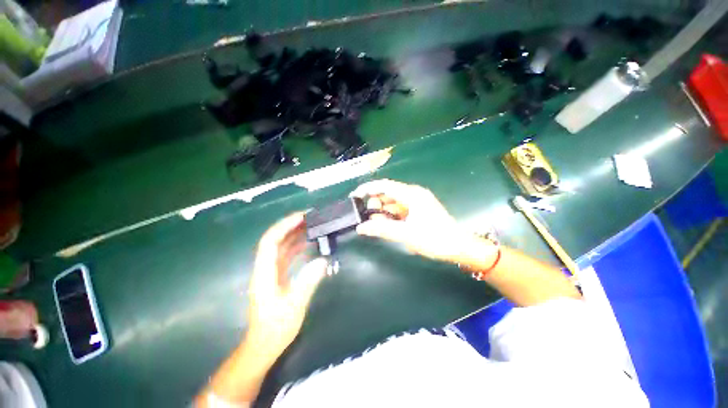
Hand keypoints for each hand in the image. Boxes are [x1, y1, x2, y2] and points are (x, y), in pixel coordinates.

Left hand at [246, 213, 326, 362]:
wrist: (263, 346)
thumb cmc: (275, 328)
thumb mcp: (294, 306)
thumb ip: (307, 282)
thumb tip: (322, 261)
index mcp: (265, 273)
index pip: (270, 242)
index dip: (284, 226)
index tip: (301, 217)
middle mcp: (265, 268)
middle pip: (275, 240)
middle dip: (290, 226)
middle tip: (310, 218)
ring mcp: (271, 272)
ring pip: (281, 247)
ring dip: (294, 235)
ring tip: (311, 226)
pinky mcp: (277, 277)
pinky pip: (287, 256)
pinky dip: (297, 247)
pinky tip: (308, 244)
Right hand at [350, 179, 470, 262]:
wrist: (459, 247)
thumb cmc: (435, 239)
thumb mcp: (406, 234)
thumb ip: (382, 229)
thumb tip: (360, 227)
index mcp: (411, 194)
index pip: (384, 185)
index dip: (368, 189)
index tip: (354, 196)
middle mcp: (413, 194)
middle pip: (387, 193)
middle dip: (375, 204)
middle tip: (367, 219)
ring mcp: (416, 202)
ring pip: (392, 203)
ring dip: (382, 212)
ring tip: (376, 225)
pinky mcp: (417, 210)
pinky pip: (399, 210)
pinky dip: (390, 216)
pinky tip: (387, 226)